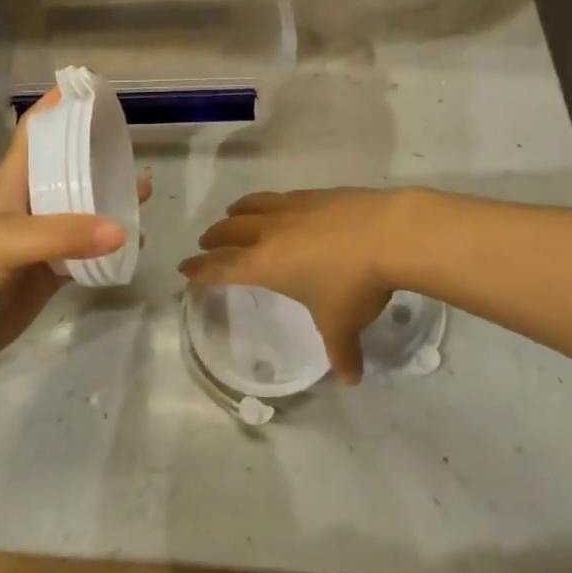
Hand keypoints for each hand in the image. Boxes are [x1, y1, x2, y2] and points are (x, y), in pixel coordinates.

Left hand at [0, 91, 132, 374]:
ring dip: (110, 199)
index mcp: (12, 183)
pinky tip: (136, 241)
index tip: (88, 89)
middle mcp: (29, 204)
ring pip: (82, 210)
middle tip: (131, 141)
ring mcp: (42, 239)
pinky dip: (111, 246)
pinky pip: (87, 251)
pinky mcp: (52, 272)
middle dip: (95, 154)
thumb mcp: (8, 241)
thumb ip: (63, 233)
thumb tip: (123, 230)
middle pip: (67, 169)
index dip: (56, 108)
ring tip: (144, 190)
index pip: (34, 134)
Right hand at [185, 188, 432, 381]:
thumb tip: (350, 378)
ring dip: (237, 212)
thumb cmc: (354, 284)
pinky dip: (269, 202)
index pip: (222, 267)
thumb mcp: (343, 324)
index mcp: (265, 264)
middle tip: (206, 243)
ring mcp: (293, 208)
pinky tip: (280, 206)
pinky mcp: (315, 194)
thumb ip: (342, 352)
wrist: (387, 234)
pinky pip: (281, 197)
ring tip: (232, 214)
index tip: (184, 268)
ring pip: (253, 206)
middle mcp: (270, 232)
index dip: (201, 269)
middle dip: (215, 238)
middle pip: (231, 230)